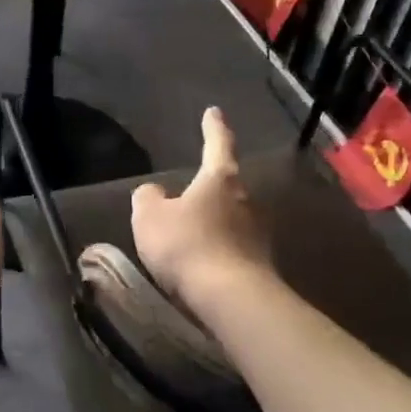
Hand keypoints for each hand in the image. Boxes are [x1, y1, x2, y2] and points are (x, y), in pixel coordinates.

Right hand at [131, 108, 271, 310]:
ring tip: (192, 233)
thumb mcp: (149, 218)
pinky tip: (203, 262)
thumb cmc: (187, 246)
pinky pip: (235, 247)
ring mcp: (259, 233)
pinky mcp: (261, 263)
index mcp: (220, 179)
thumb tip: (155, 192)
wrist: (231, 299)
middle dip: (211, 186)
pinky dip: (219, 249)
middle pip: (227, 184)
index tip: (214, 112)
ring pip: (232, 217)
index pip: (218, 144)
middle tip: (190, 191)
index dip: (213, 127)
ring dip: (215, 221)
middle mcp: (246, 199)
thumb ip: (148, 198)